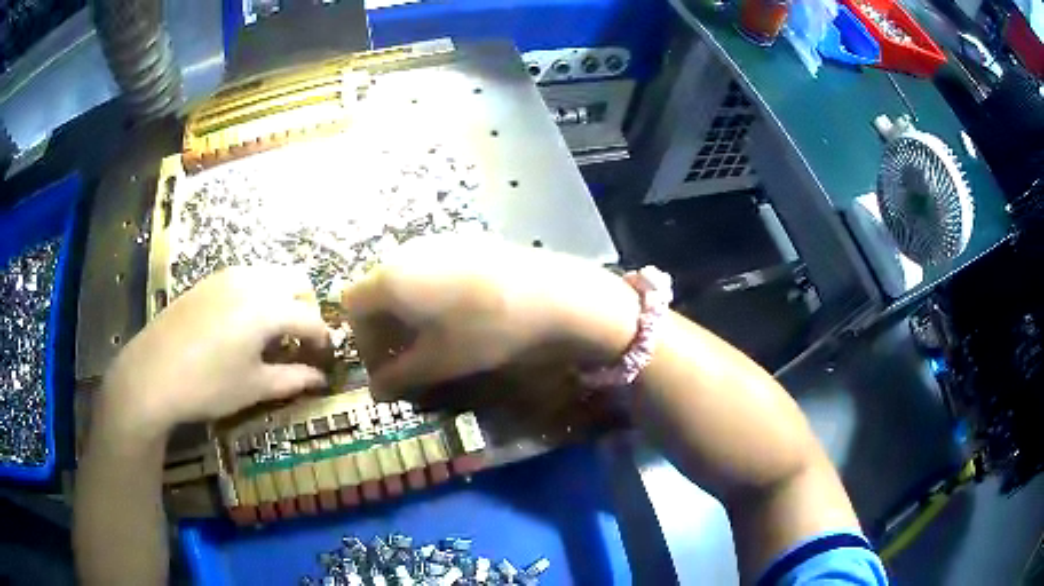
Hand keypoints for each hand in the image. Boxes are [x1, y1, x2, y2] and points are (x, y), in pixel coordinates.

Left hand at [102, 266, 329, 437]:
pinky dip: (258, 295)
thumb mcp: (254, 387)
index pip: (311, 319)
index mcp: (269, 308)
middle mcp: (253, 281)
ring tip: (272, 335)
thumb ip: (293, 378)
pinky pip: (247, 278)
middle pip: (297, 282)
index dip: (324, 341)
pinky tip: (243, 325)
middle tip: (300, 342)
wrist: (152, 373)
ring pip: (271, 275)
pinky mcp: (209, 281)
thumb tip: (320, 379)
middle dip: (306, 309)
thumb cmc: (208, 385)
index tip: (326, 361)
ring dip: (282, 299)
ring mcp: (228, 276)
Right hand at [340, 235, 639, 395]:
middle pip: (376, 289)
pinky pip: (429, 269)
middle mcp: (406, 252)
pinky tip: (456, 316)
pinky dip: (427, 295)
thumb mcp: (438, 361)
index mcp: (390, 278)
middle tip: (405, 358)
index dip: (361, 339)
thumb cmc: (485, 331)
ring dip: (405, 312)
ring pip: (403, 278)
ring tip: (431, 340)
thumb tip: (375, 391)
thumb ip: (398, 376)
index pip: (352, 305)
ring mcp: (437, 242)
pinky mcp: (465, 241)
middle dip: (382, 328)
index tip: (384, 366)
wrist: (551, 295)